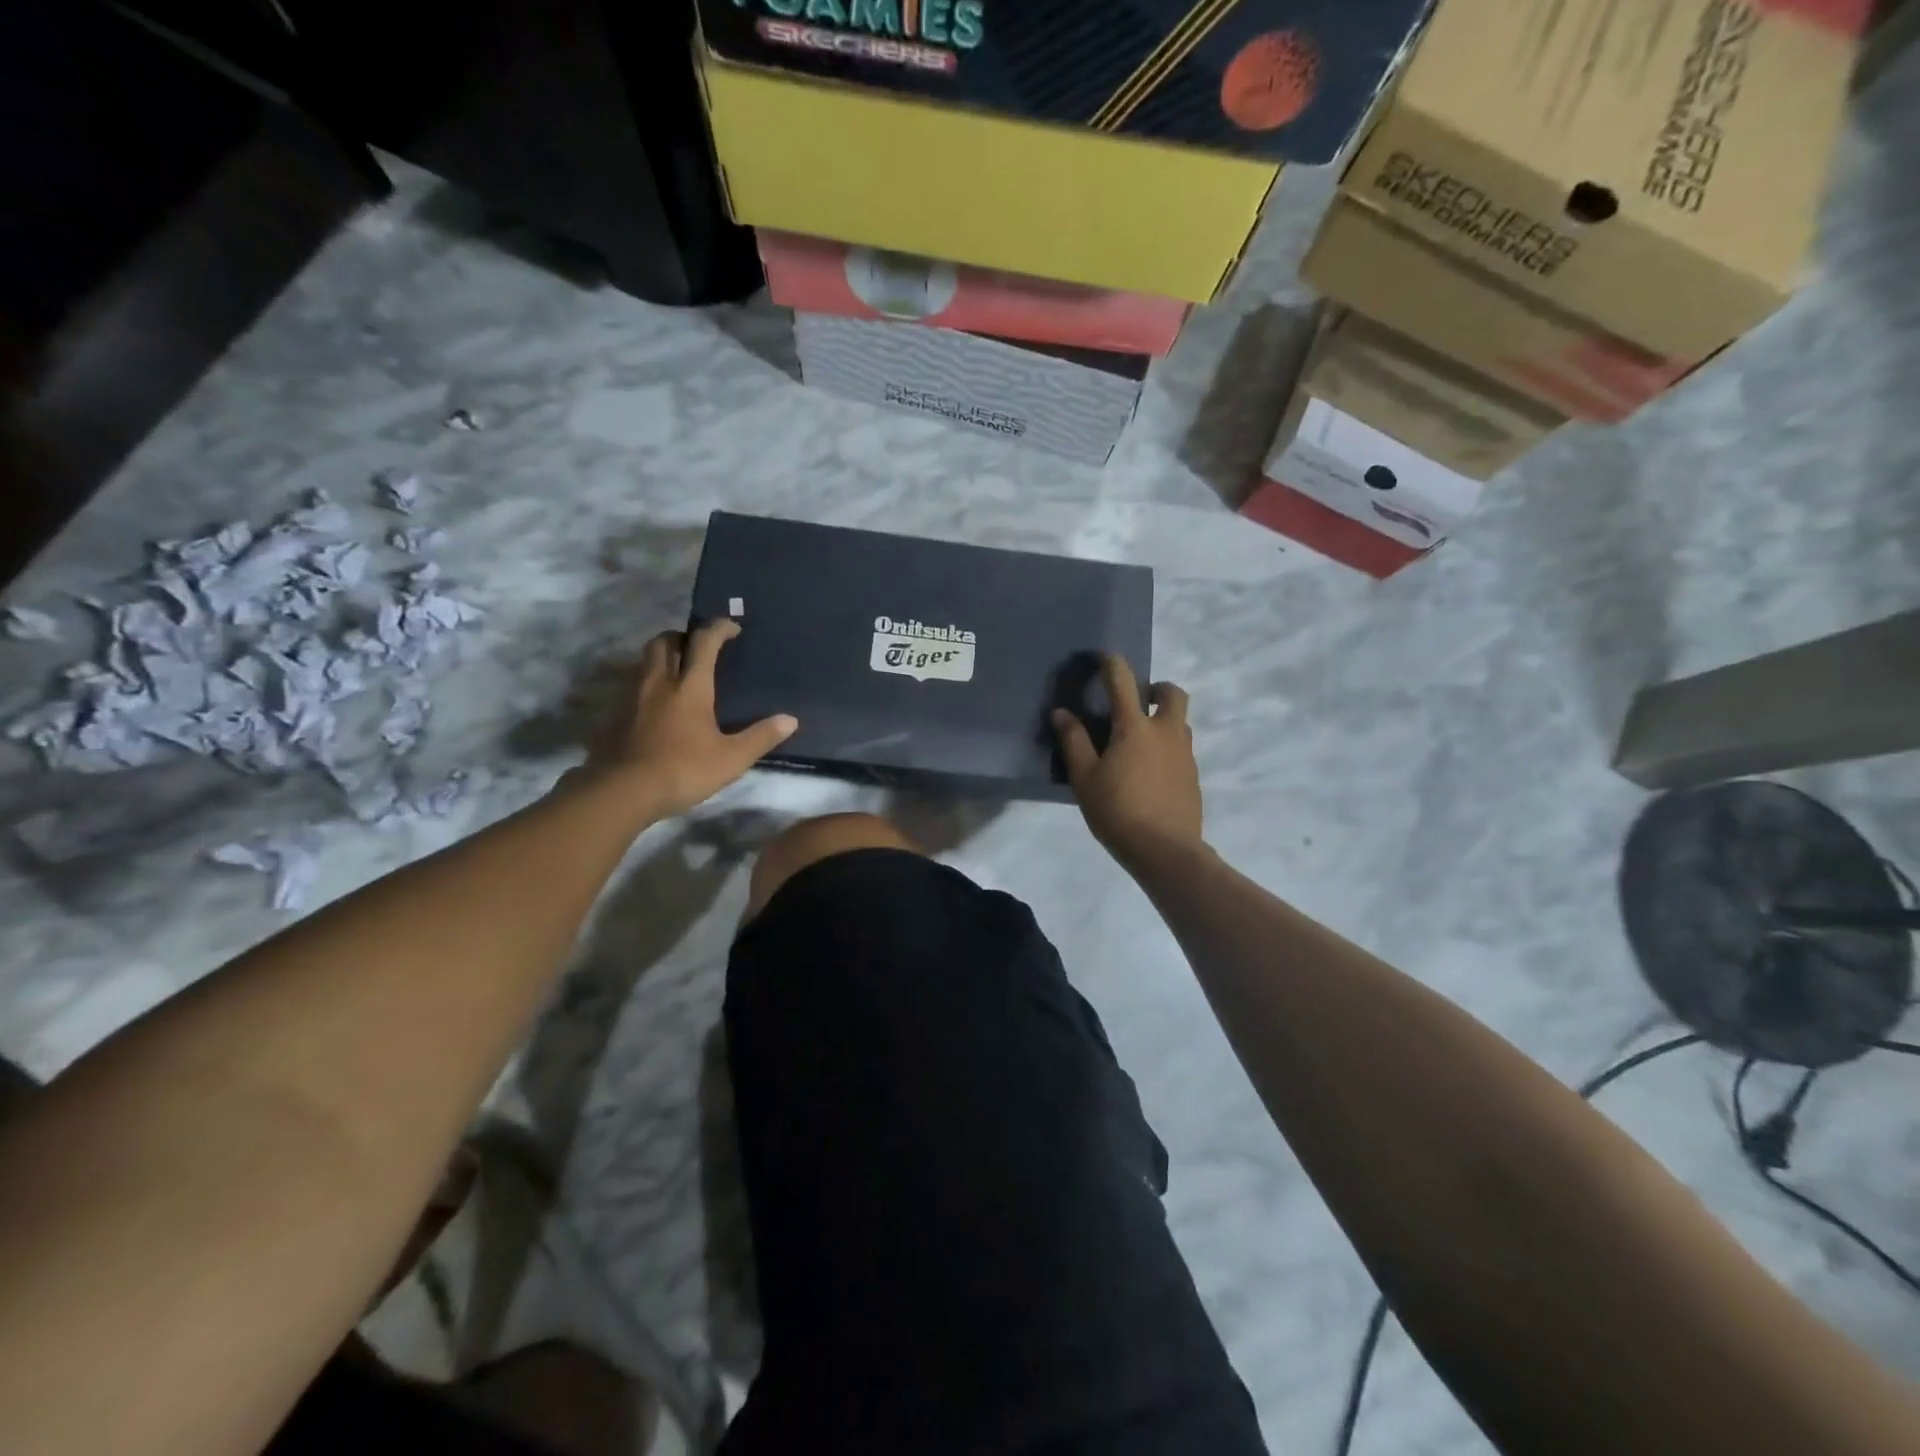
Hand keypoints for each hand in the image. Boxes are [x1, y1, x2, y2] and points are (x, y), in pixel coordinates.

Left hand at [583, 620, 796, 820]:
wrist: (625, 791)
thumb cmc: (684, 770)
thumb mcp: (732, 758)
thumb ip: (761, 737)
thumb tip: (790, 720)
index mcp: (690, 687)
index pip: (704, 643)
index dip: (718, 629)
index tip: (732, 627)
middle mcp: (660, 682)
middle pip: (665, 641)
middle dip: (683, 636)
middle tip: (699, 647)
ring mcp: (635, 697)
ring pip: (647, 661)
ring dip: (664, 656)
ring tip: (681, 672)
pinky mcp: (619, 715)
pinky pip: (636, 684)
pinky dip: (651, 682)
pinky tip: (661, 703)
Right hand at [1053, 654, 1202, 872]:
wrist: (1166, 851)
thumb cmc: (1118, 811)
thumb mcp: (1085, 778)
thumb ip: (1074, 742)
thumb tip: (1062, 713)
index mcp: (1135, 727)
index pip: (1123, 681)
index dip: (1112, 663)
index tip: (1103, 657)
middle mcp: (1165, 732)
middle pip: (1173, 694)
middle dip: (1157, 688)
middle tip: (1138, 701)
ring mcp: (1184, 754)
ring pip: (1180, 723)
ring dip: (1163, 720)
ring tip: (1139, 742)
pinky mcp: (1193, 776)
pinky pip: (1181, 750)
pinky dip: (1167, 748)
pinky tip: (1149, 773)